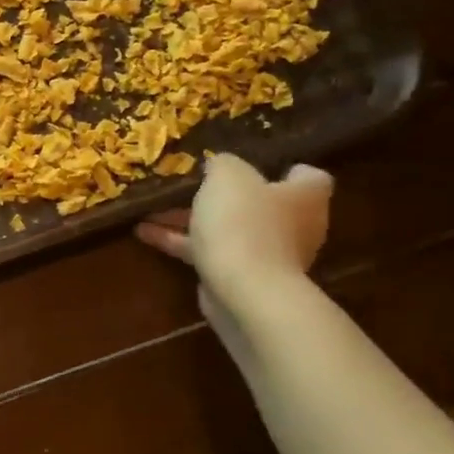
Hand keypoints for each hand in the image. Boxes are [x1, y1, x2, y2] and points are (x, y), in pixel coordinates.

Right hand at [137, 153, 331, 304]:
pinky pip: (208, 252)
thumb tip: (220, 163)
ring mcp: (267, 254)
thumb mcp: (228, 176)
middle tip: (189, 184)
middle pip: (259, 204)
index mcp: (304, 197)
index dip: (284, 168)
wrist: (244, 290)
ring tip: (151, 209)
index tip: (252, 164)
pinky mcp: (240, 277)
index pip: (308, 177)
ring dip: (190, 219)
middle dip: (224, 196)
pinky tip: (145, 233)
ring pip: (227, 229)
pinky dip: (180, 242)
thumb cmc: (244, 223)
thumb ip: (223, 163)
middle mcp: (294, 226)